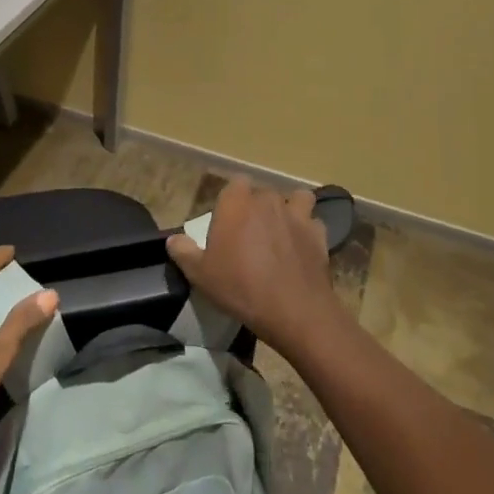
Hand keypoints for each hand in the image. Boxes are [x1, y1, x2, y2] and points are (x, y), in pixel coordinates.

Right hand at [167, 177, 344, 356]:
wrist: (294, 311)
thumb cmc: (240, 287)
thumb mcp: (200, 274)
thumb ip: (183, 252)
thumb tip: (173, 240)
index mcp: (237, 202)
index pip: (235, 183)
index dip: (232, 199)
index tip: (228, 221)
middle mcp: (268, 200)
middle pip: (263, 193)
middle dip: (258, 207)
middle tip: (250, 234)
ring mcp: (297, 215)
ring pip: (296, 199)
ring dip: (290, 210)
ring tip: (282, 231)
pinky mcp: (319, 234)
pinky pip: (313, 224)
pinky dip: (308, 232)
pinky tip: (301, 248)